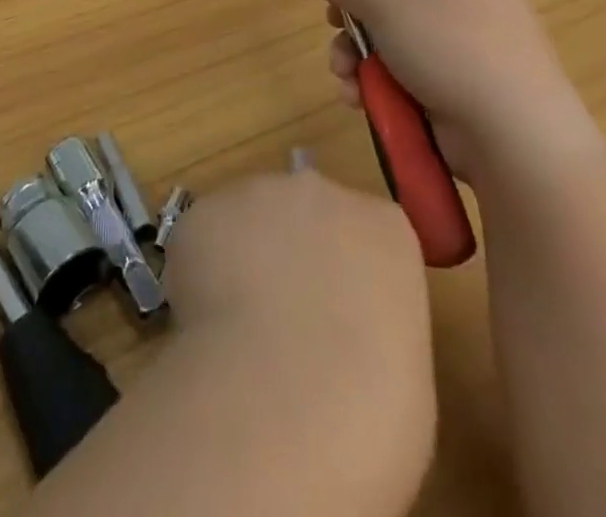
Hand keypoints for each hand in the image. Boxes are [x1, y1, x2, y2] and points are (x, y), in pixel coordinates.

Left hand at [163, 170, 435, 485]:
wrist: (284, 403)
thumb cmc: (372, 412)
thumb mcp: (404, 373)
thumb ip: (372, 326)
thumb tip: (339, 338)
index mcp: (384, 228)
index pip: (369, 235)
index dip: (349, 278)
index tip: (341, 322)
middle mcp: (320, 193)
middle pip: (306, 212)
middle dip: (294, 254)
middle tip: (286, 322)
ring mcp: (256, 193)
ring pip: (249, 217)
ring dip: (245, 256)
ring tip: (240, 329)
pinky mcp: (203, 211)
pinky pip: (203, 236)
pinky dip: (201, 271)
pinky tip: (206, 324)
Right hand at [301, 0, 599, 179]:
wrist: (517, 135)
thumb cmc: (449, 44)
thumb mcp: (384, 2)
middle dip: (349, 7)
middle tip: (331, 21)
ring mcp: (463, 35)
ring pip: (390, 29)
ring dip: (357, 51)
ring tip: (345, 74)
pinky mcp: (460, 77)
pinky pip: (406, 64)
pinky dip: (379, 79)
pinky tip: (361, 98)